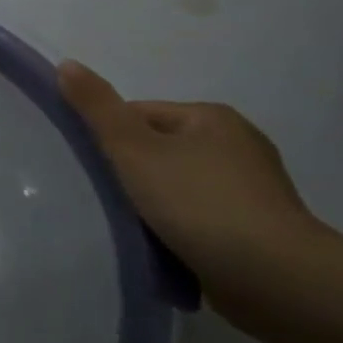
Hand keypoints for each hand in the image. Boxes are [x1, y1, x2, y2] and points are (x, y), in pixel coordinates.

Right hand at [58, 61, 327, 293]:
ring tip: (132, 225)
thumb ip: (97, 108)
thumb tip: (66, 63)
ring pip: (176, 185)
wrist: (276, 279)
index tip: (94, 171)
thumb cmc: (199, 203)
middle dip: (130, 173)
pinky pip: (198, 215)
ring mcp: (252, 188)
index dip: (109, 140)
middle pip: (157, 150)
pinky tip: (164, 244)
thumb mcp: (134, 149)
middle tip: (106, 199)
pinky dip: (177, 226)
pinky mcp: (257, 227)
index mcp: (212, 117)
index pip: (138, 115)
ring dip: (153, 203)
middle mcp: (237, 144)